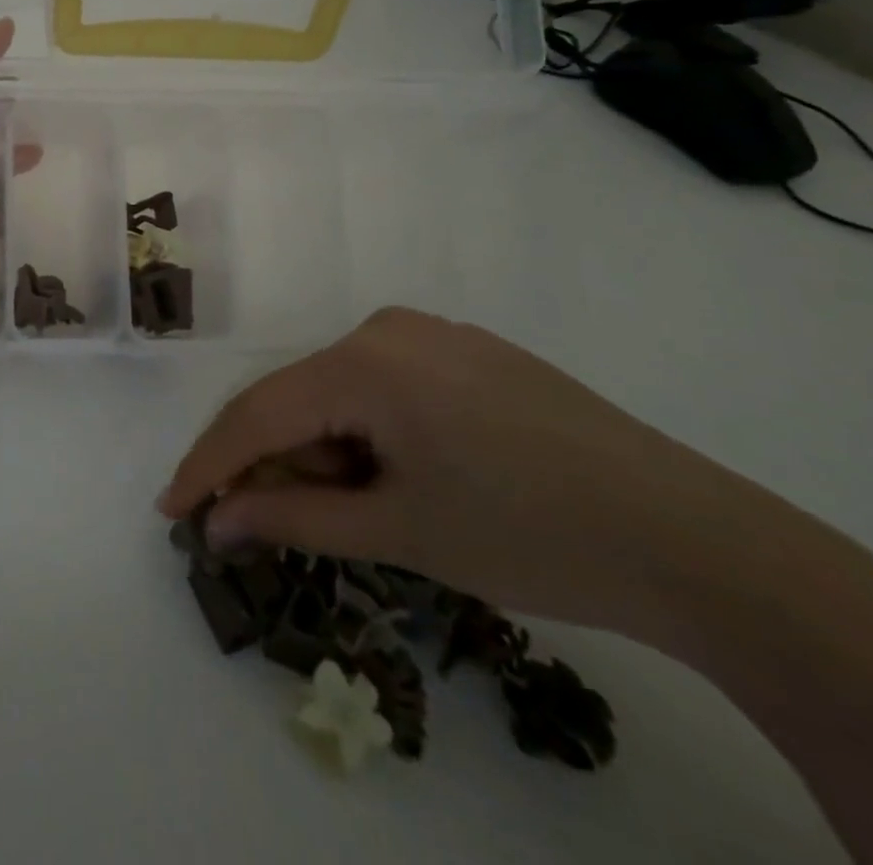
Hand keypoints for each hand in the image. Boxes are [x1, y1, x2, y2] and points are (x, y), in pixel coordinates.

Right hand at [157, 306, 775, 641]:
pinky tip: (396, 479)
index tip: (171, 510)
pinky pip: (384, 387)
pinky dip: (365, 434)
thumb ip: (294, 518)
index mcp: (367, 360)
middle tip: (261, 527)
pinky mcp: (466, 353)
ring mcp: (432, 335)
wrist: (701, 544)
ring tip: (350, 512)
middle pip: (298, 398)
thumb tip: (218, 521)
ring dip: (322, 451)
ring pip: (338, 393)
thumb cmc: (533, 537)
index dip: (209, 466)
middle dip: (274, 464)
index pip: (259, 412)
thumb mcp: (400, 532)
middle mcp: (388, 328)